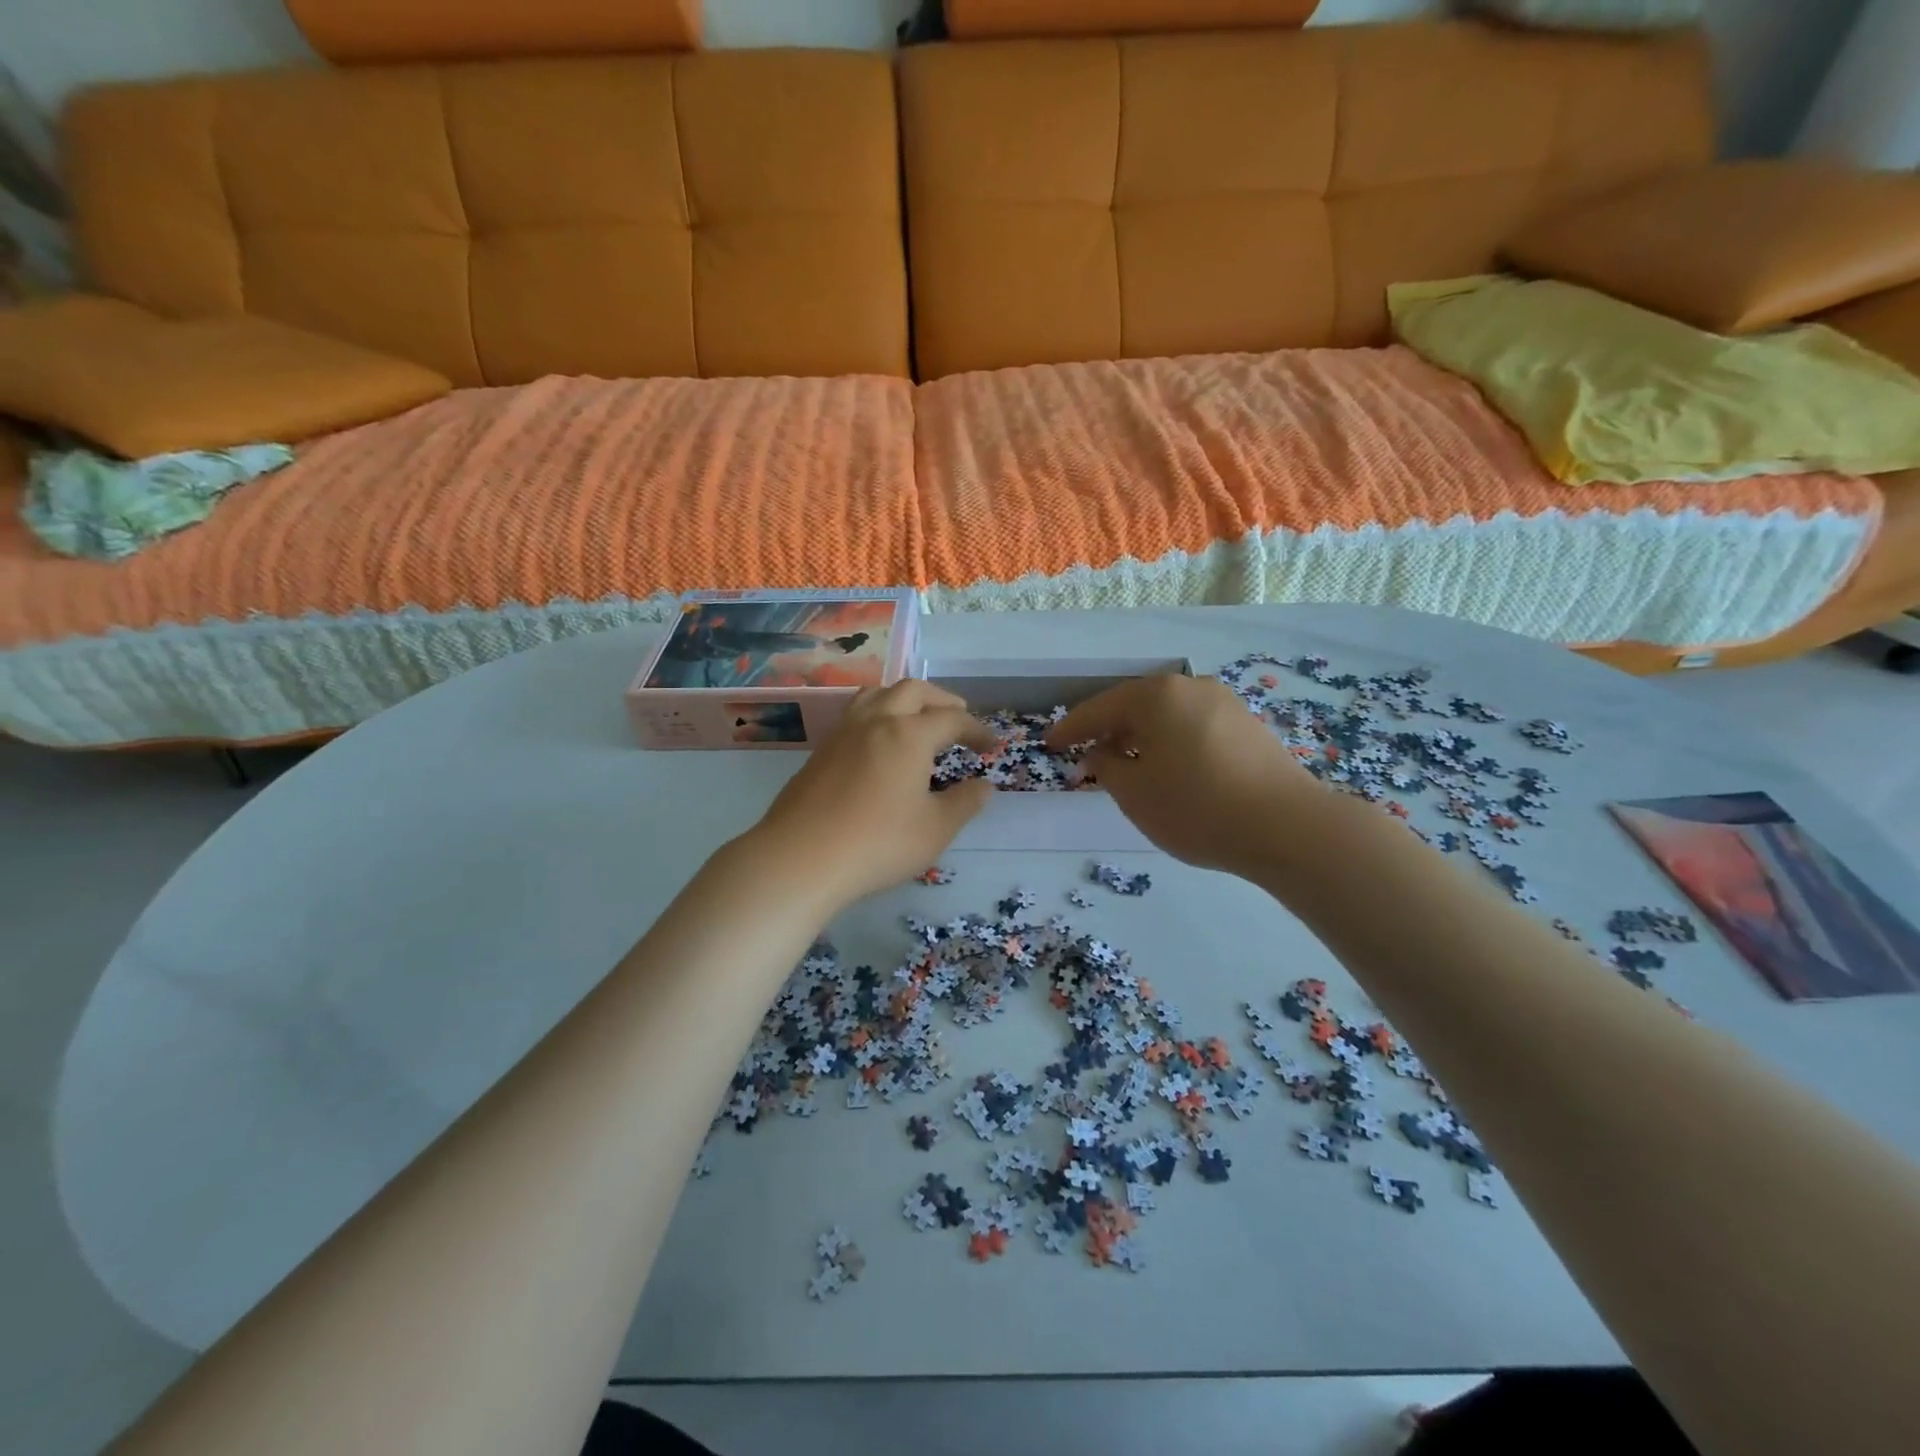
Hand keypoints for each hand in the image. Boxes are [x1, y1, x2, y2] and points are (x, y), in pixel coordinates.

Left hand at [745, 680, 994, 912]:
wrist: (800, 858)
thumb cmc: (878, 844)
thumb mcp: (935, 829)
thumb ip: (964, 803)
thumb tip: (984, 786)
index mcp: (908, 734)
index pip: (951, 719)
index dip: (976, 729)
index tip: (990, 745)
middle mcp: (876, 721)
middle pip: (913, 691)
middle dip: (941, 700)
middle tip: (958, 719)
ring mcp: (843, 733)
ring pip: (878, 694)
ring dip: (905, 699)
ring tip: (917, 718)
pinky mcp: (821, 751)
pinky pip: (856, 714)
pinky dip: (879, 714)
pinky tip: (880, 743)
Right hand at [1047, 675, 1323, 877]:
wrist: (1287, 827)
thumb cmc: (1195, 807)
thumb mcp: (1134, 793)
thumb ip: (1106, 766)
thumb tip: (1103, 751)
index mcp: (1156, 695)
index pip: (1100, 708)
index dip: (1071, 728)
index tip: (1050, 744)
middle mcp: (1191, 687)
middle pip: (1136, 706)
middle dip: (1109, 730)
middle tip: (1087, 754)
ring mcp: (1225, 704)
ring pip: (1168, 716)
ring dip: (1142, 737)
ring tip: (1128, 765)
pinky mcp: (1248, 726)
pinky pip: (1194, 727)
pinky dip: (1172, 743)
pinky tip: (1171, 769)